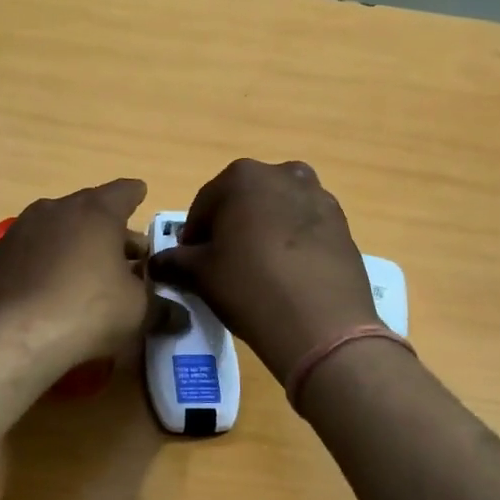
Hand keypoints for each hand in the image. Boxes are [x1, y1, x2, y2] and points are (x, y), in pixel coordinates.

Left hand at [0, 178, 152, 365]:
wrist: (14, 333)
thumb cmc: (88, 309)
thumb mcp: (137, 311)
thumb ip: (161, 308)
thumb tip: (181, 317)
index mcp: (96, 212)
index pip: (124, 192)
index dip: (136, 195)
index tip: (141, 195)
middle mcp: (58, 208)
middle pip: (91, 210)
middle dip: (110, 229)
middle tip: (128, 252)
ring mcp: (24, 228)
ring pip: (60, 227)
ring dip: (78, 243)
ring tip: (91, 269)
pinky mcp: (1, 254)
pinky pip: (36, 248)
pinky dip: (50, 259)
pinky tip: (56, 285)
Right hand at [147, 159, 377, 384]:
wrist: (322, 324)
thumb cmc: (249, 287)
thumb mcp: (200, 275)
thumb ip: (174, 261)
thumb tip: (156, 263)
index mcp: (242, 177)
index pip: (204, 204)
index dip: (194, 235)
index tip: (191, 262)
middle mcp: (283, 174)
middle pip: (244, 200)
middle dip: (231, 226)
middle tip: (224, 264)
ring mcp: (318, 196)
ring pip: (277, 210)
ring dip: (263, 230)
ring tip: (259, 269)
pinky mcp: (342, 223)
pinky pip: (305, 227)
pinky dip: (292, 242)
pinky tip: (287, 274)